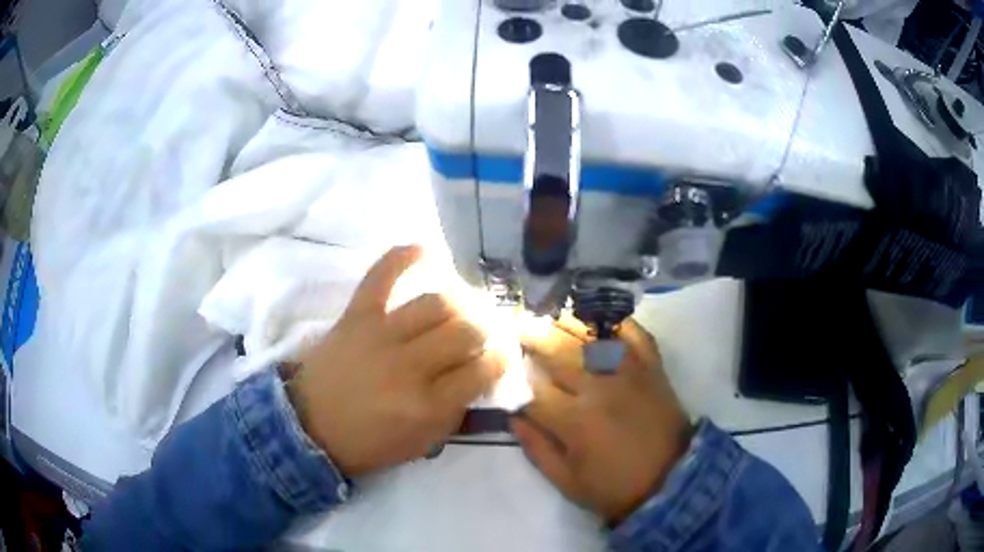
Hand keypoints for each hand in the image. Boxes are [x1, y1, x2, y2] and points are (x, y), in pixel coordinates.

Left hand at [288, 245, 504, 477]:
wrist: (311, 428)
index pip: (482, 370)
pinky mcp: (356, 315)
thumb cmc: (369, 443)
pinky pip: (382, 275)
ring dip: (460, 302)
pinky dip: (404, 257)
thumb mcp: (423, 443)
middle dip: (485, 330)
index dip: (502, 359)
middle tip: (485, 332)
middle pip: (465, 331)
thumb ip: (457, 411)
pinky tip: (426, 251)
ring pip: (437, 303)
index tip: (504, 354)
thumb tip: (481, 374)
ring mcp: (380, 335)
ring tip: (463, 307)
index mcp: (427, 406)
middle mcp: (408, 367)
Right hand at [512, 316, 691, 524]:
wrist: (672, 480)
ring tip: (550, 314)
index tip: (503, 368)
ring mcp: (629, 373)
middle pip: (558, 353)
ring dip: (567, 322)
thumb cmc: (615, 487)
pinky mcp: (653, 368)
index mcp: (574, 421)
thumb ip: (537, 449)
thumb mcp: (567, 482)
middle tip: (518, 324)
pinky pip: (635, 335)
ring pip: (592, 337)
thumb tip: (513, 416)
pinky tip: (600, 316)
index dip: (514, 378)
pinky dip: (618, 322)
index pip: (534, 391)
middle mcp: (599, 389)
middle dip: (533, 337)